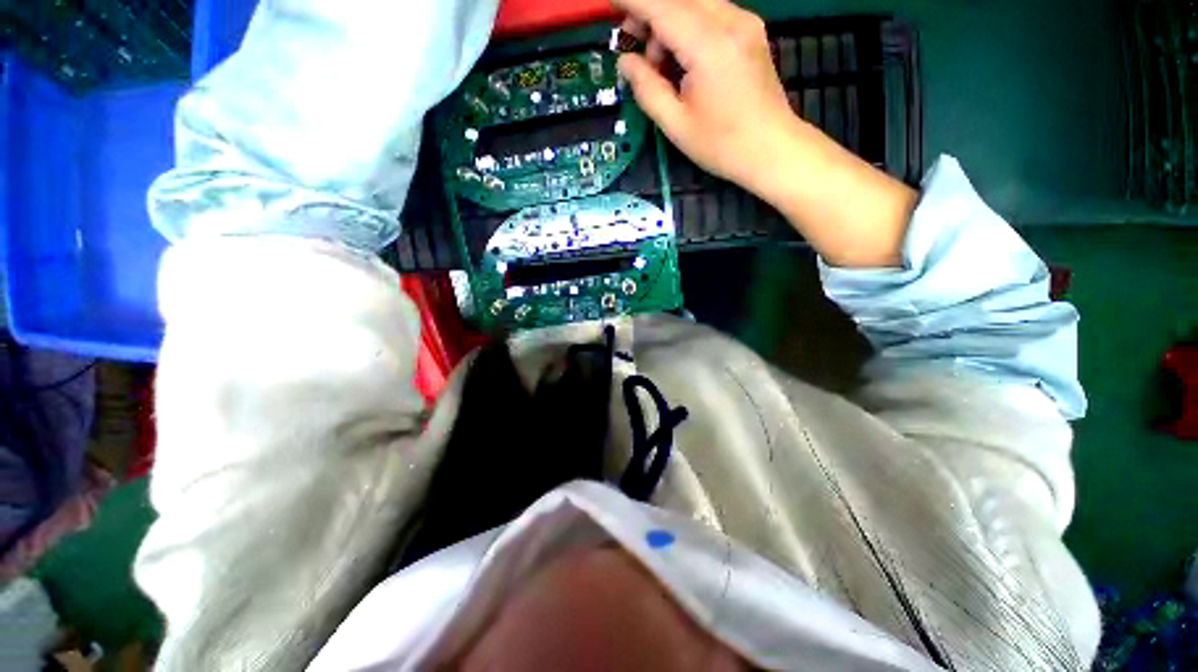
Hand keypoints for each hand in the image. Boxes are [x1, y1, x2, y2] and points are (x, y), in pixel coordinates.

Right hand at [614, 0, 801, 196]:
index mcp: (708, 45)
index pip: (661, 6)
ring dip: (669, 22)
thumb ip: (647, 88)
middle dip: (649, 13)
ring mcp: (744, 22)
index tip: (611, 5)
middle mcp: (729, 20)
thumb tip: (626, 62)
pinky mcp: (750, 30)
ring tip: (661, 65)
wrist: (772, 149)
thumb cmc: (722, 145)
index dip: (632, 2)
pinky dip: (688, 27)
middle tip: (633, 47)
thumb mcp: (676, 125)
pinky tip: (684, 60)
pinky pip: (711, 13)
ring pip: (694, 2)